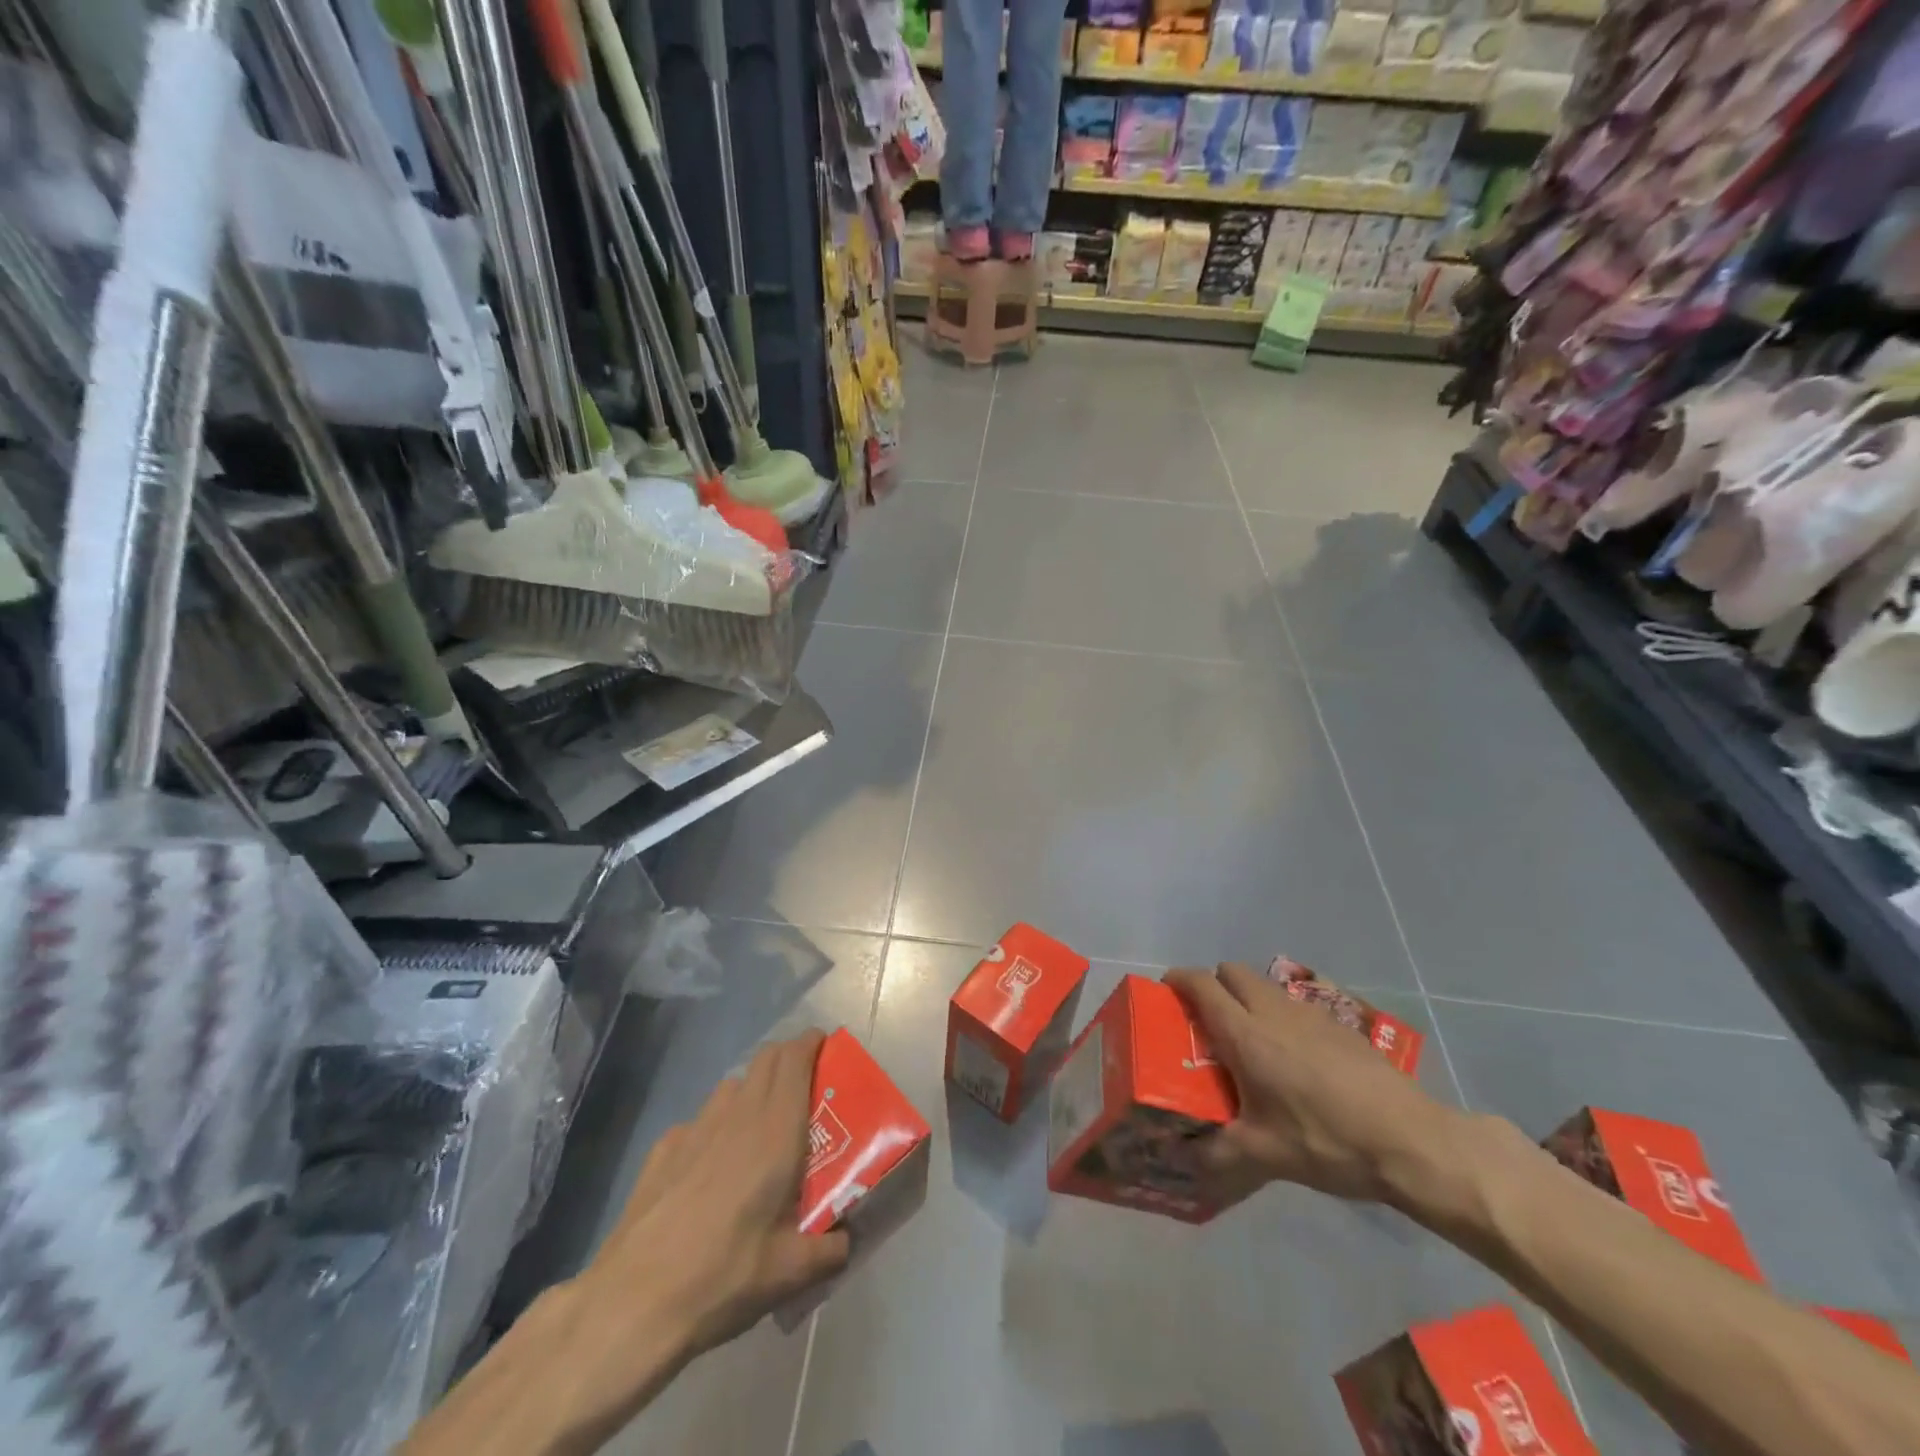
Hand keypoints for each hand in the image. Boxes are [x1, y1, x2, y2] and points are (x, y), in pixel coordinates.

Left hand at [573, 1030, 850, 1367]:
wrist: (633, 1302)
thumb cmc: (724, 1274)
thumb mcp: (790, 1273)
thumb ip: (829, 1249)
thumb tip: (846, 1240)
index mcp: (776, 1130)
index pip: (795, 1058)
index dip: (812, 1044)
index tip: (828, 1051)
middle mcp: (738, 1115)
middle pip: (766, 1058)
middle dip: (788, 1059)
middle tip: (805, 1089)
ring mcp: (695, 1127)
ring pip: (733, 1085)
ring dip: (753, 1090)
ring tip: (760, 1130)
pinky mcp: (663, 1148)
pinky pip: (700, 1120)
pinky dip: (715, 1127)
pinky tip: (710, 1169)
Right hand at [1165, 962, 1455, 1209]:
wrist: (1409, 1140)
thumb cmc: (1325, 1140)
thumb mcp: (1264, 1155)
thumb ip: (1215, 1153)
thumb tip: (1179, 1161)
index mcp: (1245, 1034)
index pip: (1201, 984)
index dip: (1178, 981)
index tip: (1165, 993)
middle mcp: (1271, 1011)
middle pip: (1231, 971)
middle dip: (1213, 984)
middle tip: (1207, 1021)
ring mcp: (1307, 1012)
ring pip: (1263, 984)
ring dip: (1246, 996)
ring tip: (1249, 1040)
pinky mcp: (1337, 1022)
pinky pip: (1292, 1003)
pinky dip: (1278, 1014)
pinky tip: (1292, 1057)